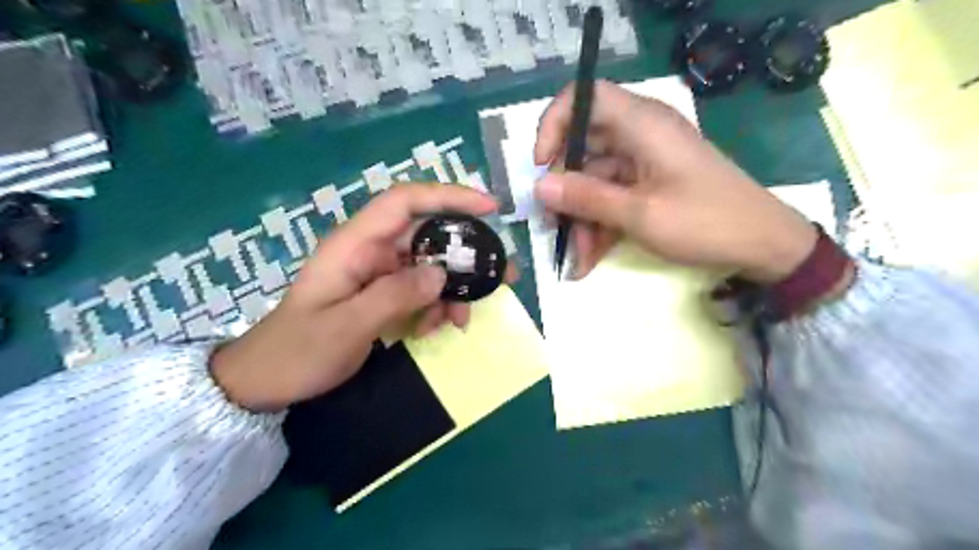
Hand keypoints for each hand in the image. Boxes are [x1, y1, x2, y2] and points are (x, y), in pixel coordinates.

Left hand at [205, 185, 497, 411]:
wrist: (267, 381)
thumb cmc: (298, 351)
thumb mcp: (346, 327)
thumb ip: (394, 296)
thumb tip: (442, 275)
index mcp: (354, 245)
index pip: (405, 202)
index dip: (447, 196)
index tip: (488, 208)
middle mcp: (370, 251)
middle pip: (427, 235)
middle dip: (465, 254)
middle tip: (500, 275)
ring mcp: (377, 273)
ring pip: (429, 267)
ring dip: (451, 290)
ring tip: (460, 320)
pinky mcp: (382, 294)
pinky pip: (420, 290)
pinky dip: (435, 306)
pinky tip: (433, 328)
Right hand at [531, 79, 814, 282]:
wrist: (763, 244)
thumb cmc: (705, 222)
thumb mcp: (640, 214)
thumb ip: (586, 197)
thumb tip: (539, 186)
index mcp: (641, 123)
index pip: (583, 97)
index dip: (553, 125)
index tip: (541, 166)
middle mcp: (638, 135)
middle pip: (582, 149)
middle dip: (564, 192)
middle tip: (553, 228)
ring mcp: (642, 162)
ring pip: (593, 181)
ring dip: (581, 220)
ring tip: (576, 260)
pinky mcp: (647, 184)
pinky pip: (610, 198)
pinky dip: (599, 226)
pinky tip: (589, 260)